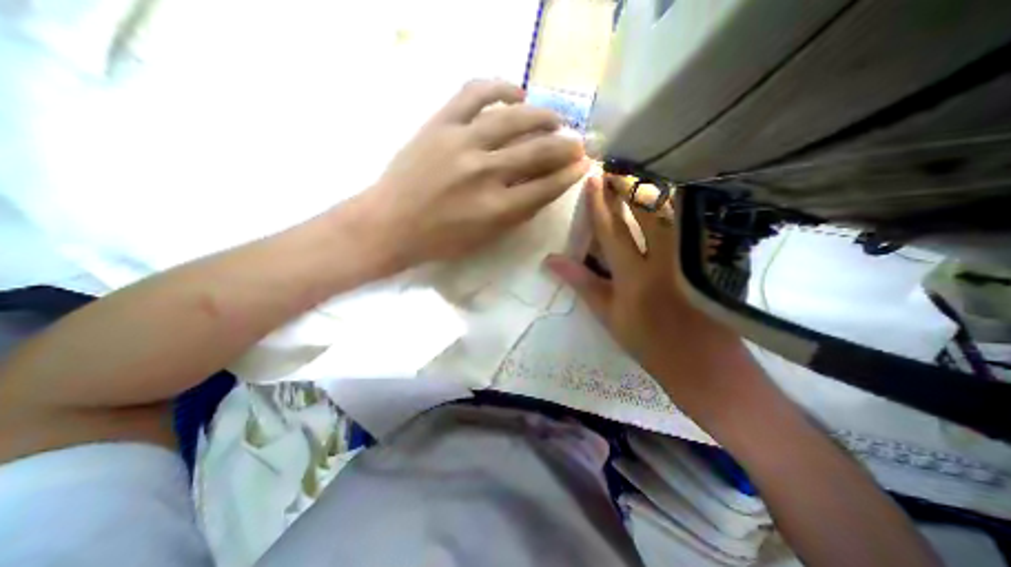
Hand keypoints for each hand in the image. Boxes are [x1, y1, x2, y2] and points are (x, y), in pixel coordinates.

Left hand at [359, 78, 589, 270]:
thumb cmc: (440, 240)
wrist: (391, 223)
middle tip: (578, 143)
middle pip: (538, 152)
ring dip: (543, 116)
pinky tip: (517, 93)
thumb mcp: (485, 238)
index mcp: (497, 208)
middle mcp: (485, 173)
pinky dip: (500, 87)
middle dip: (565, 147)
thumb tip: (542, 190)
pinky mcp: (441, 123)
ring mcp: (462, 143)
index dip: (569, 175)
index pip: (546, 187)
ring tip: (556, 118)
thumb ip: (516, 214)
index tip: (582, 166)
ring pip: (514, 118)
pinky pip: (475, 92)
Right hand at [544, 176, 739, 402]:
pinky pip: (695, 223)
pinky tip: (677, 191)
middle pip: (646, 211)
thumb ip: (581, 282)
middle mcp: (664, 259)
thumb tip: (551, 260)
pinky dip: (683, 203)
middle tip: (621, 162)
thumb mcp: (608, 315)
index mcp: (633, 275)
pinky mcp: (711, 258)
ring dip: (657, 187)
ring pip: (674, 211)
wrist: (702, 365)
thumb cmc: (647, 342)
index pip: (611, 229)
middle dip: (631, 184)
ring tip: (645, 168)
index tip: (594, 177)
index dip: (600, 203)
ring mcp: (691, 256)